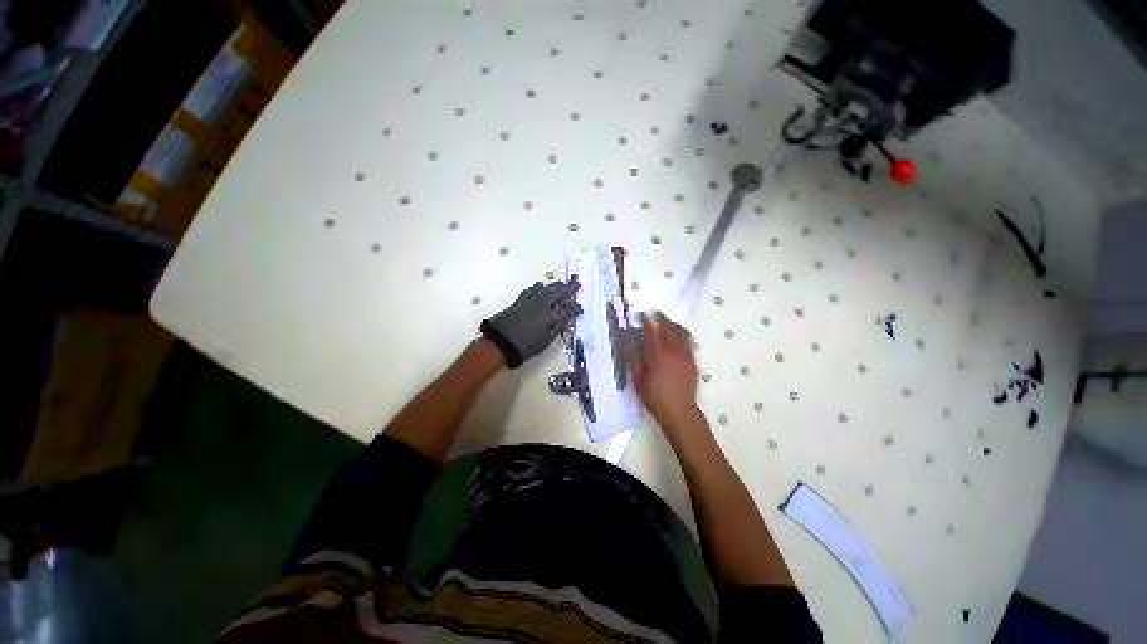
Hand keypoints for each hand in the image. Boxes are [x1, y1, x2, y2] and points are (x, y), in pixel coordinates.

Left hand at [480, 281, 581, 368]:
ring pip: (545, 288)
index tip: (580, 309)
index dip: (575, 309)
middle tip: (577, 284)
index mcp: (549, 317)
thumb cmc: (524, 347)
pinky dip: (538, 288)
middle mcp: (542, 305)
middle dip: (569, 288)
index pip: (567, 310)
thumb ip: (557, 330)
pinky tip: (540, 287)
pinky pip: (531, 290)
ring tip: (560, 284)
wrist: (499, 342)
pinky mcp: (519, 300)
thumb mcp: (545, 342)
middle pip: (558, 293)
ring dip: (554, 286)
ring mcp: (530, 301)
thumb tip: (567, 321)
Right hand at [631, 313, 699, 424]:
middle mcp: (673, 352)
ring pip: (681, 333)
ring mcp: (685, 356)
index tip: (642, 316)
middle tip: (654, 314)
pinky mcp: (693, 361)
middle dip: (661, 319)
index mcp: (657, 356)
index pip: (652, 332)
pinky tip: (678, 336)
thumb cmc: (655, 397)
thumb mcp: (638, 380)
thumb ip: (635, 361)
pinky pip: (689, 342)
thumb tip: (630, 345)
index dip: (647, 322)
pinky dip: (682, 334)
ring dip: (673, 324)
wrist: (679, 411)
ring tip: (667, 321)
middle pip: (668, 328)